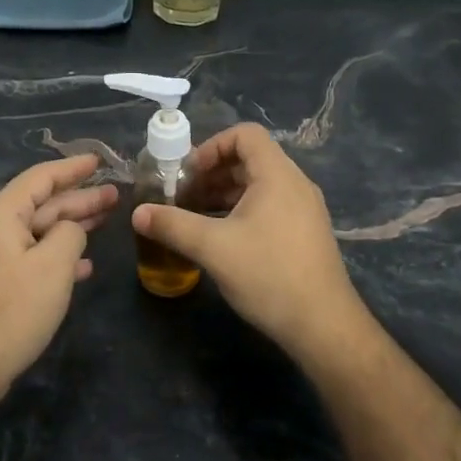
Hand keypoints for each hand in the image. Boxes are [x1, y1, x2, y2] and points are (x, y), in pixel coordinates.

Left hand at [0, 153, 117, 401]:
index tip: (100, 161)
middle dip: (79, 198)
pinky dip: (58, 256)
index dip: (73, 168)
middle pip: (42, 204)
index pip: (41, 178)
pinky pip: (32, 257)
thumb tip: (70, 230)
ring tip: (107, 220)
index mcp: (1, 214)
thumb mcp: (53, 266)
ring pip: (39, 231)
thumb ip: (70, 235)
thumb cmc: (13, 310)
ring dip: (72, 226)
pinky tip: (84, 267)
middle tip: (116, 195)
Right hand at [130, 123, 363, 360]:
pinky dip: (241, 211)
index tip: (187, 173)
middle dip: (211, 173)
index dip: (211, 146)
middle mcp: (295, 184)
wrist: (323, 326)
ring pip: (258, 186)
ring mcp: (303, 210)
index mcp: (277, 175)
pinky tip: (220, 238)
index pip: (245, 135)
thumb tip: (137, 213)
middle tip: (182, 196)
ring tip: (194, 217)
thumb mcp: (213, 248)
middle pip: (249, 159)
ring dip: (223, 194)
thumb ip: (172, 225)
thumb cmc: (268, 275)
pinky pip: (268, 206)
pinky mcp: (304, 233)